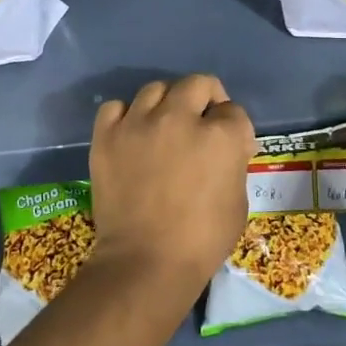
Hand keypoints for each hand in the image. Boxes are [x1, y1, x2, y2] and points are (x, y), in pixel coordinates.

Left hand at [89, 74, 254, 297]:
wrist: (145, 262)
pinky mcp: (107, 135)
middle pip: (198, 84)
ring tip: (164, 126)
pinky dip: (126, 116)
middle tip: (202, 122)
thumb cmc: (201, 240)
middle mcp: (179, 118)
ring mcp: (139, 123)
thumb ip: (233, 164)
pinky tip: (132, 134)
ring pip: (156, 89)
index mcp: (220, 135)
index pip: (233, 111)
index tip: (230, 146)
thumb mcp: (238, 202)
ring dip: (166, 103)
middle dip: (206, 99)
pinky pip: (116, 107)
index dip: (234, 128)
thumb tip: (225, 151)